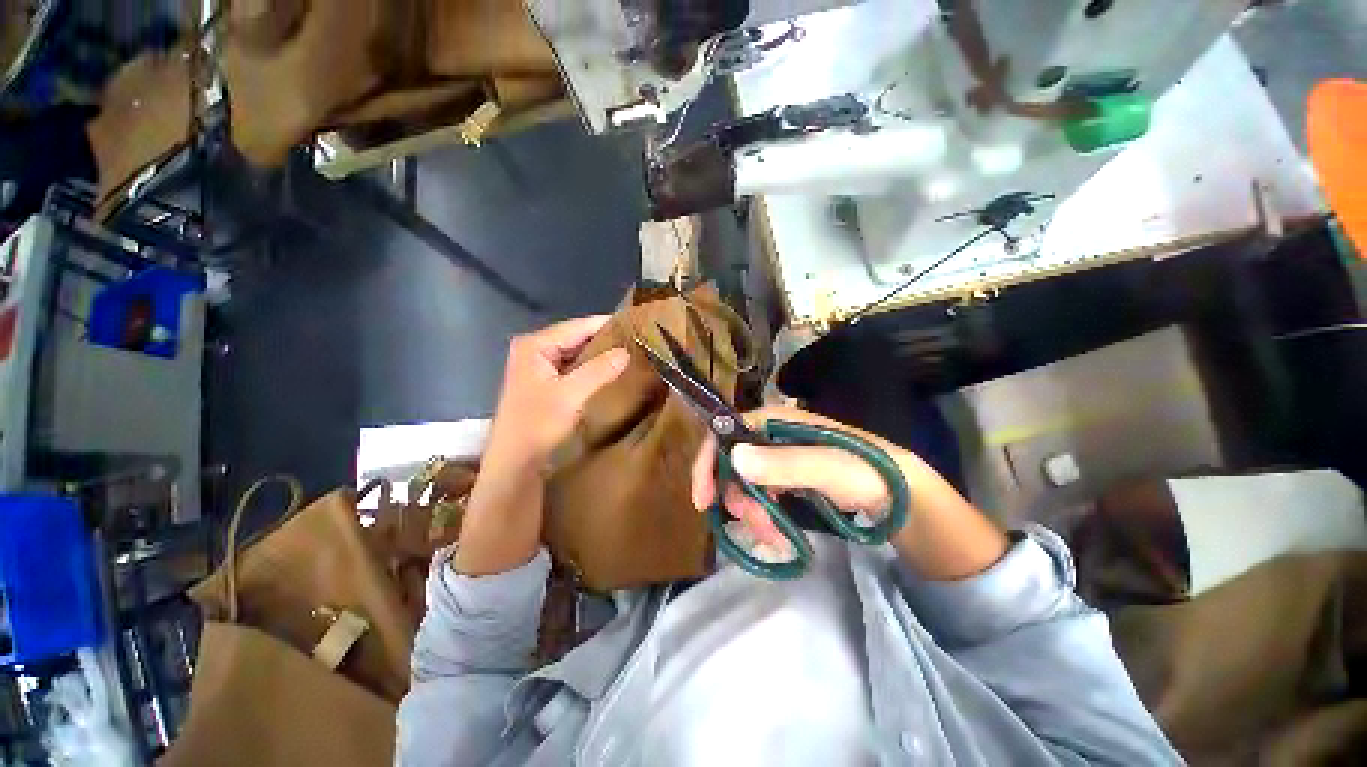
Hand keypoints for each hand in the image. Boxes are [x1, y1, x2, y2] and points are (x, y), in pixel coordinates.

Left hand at [483, 315, 629, 469]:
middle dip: (605, 340)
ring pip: (576, 353)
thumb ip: (598, 370)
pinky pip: (574, 367)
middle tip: (638, 341)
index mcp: (535, 344)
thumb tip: (626, 351)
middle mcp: (534, 349)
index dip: (607, 324)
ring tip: (631, 354)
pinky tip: (612, 372)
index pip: (577, 325)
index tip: (637, 324)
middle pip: (576, 337)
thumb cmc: (537, 424)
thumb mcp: (571, 394)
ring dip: (600, 355)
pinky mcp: (545, 382)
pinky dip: (592, 368)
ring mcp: (539, 366)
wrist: (515, 462)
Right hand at [691, 407, 898, 546]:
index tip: (704, 500)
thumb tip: (734, 457)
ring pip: (746, 480)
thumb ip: (783, 463)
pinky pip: (762, 492)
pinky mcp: (787, 474)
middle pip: (733, 461)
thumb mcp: (827, 468)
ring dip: (751, 510)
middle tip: (754, 526)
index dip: (710, 462)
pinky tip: (777, 531)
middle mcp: (771, 434)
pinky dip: (763, 513)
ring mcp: (779, 455)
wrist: (898, 491)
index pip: (727, 432)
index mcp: (776, 421)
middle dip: (736, 496)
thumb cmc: (865, 471)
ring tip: (772, 536)